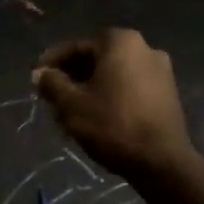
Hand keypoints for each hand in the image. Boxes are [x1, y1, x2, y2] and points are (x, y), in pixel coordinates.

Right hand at [32, 29, 194, 179]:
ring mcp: (160, 70)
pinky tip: (96, 113)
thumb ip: (52, 83)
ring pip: (113, 73)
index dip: (51, 63)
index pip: (76, 47)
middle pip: (97, 58)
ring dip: (90, 85)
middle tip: (51, 94)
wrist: (162, 162)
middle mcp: (144, 47)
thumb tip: (41, 74)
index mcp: (120, 42)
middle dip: (72, 75)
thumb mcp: (71, 104)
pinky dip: (110, 93)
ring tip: (70, 107)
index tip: (36, 78)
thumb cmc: (112, 125)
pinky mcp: (168, 93)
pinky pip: (130, 85)